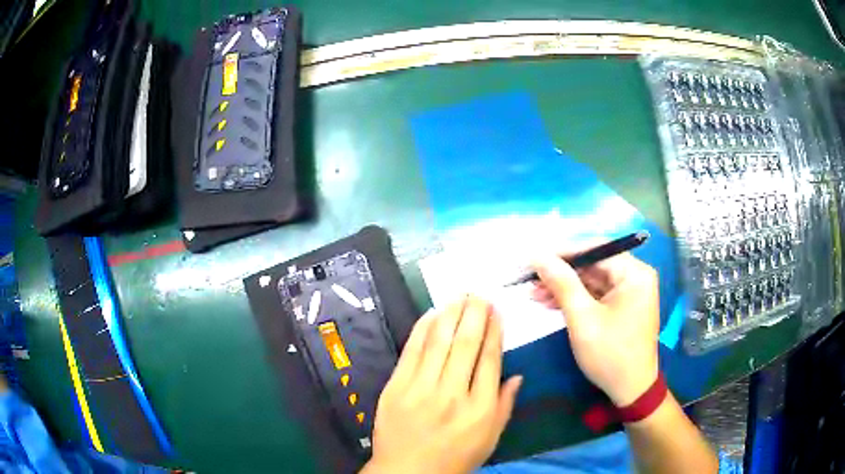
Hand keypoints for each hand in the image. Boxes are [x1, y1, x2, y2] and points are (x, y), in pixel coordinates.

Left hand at [361, 296, 522, 473]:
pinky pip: (411, 351)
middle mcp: (452, 394)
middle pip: (466, 344)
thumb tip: (518, 375)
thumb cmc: (454, 458)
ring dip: (451, 314)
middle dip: (475, 314)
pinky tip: (432, 313)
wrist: (407, 472)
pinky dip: (422, 329)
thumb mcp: (490, 439)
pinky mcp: (395, 387)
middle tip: (479, 293)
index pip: (489, 359)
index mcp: (479, 408)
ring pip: (439, 342)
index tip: (497, 310)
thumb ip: (505, 406)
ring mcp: (420, 389)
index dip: (494, 331)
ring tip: (460, 295)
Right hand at [531, 248, 658, 406]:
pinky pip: (596, 294)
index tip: (533, 258)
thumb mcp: (583, 318)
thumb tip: (538, 255)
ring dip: (564, 286)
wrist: (630, 391)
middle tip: (530, 279)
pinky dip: (575, 298)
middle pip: (593, 264)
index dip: (562, 252)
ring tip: (534, 293)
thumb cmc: (610, 354)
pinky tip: (551, 303)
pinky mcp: (622, 306)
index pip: (595, 249)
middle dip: (561, 272)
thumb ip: (562, 283)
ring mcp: (630, 292)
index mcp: (634, 273)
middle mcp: (635, 276)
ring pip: (592, 280)